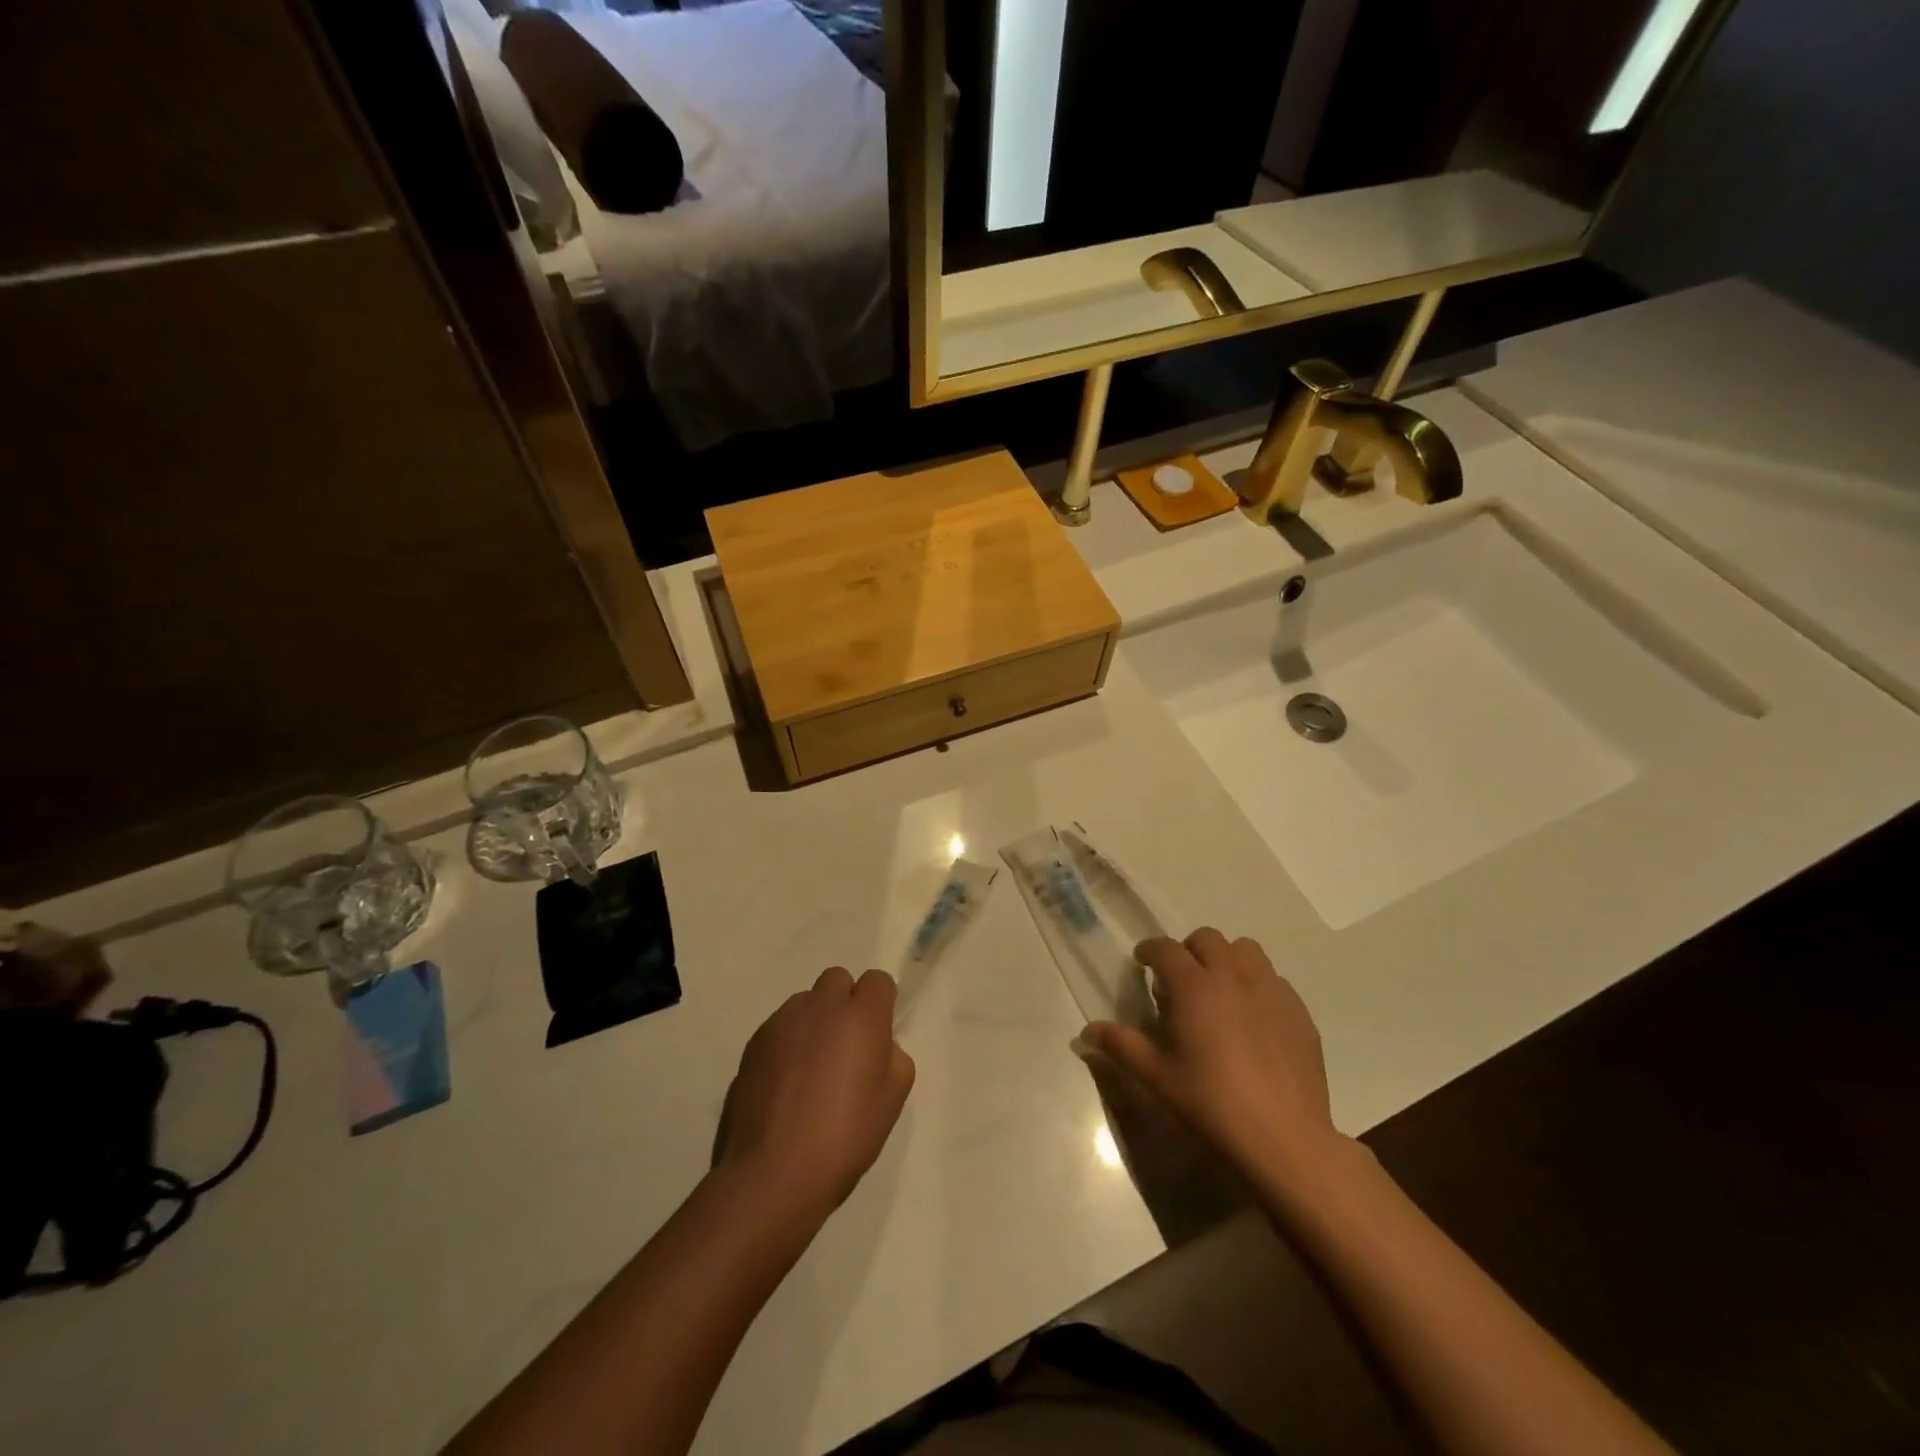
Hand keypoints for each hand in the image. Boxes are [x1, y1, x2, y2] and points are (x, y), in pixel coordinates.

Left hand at [716, 967, 914, 1220]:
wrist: (773, 1173)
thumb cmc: (845, 1136)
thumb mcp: (892, 1101)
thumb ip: (892, 1058)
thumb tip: (878, 1046)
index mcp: (861, 1015)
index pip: (877, 981)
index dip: (881, 1003)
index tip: (878, 1035)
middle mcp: (821, 1006)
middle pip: (838, 980)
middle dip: (845, 1003)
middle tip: (845, 1048)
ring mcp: (782, 1022)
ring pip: (805, 1003)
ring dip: (814, 1023)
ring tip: (811, 1070)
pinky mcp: (753, 1043)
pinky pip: (779, 1028)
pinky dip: (787, 1044)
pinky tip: (785, 1086)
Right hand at [1081, 929, 1342, 1186]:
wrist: (1284, 1138)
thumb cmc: (1211, 1103)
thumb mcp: (1158, 1076)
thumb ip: (1121, 1045)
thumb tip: (1087, 1031)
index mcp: (1194, 985)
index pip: (1165, 948)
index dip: (1149, 950)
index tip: (1142, 963)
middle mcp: (1233, 975)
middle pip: (1207, 939)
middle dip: (1188, 951)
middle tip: (1180, 981)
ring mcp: (1271, 989)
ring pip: (1245, 950)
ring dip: (1227, 959)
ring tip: (1220, 990)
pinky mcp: (1299, 1010)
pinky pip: (1274, 979)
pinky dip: (1257, 985)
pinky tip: (1253, 1019)